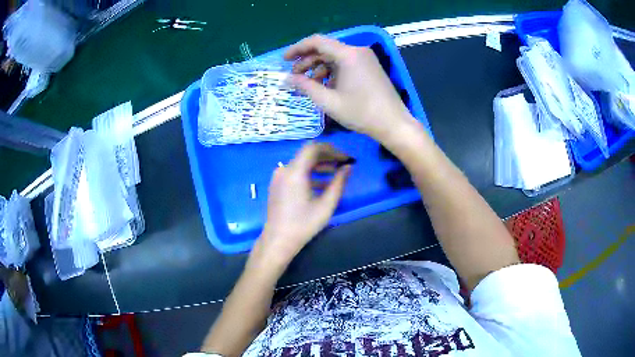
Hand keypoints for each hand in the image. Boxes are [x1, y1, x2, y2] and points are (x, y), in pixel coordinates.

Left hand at [255, 143, 351, 267]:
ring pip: (302, 163)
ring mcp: (279, 176)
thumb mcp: (326, 205)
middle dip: (327, 157)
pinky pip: (295, 172)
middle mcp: (284, 169)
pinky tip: (322, 184)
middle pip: (307, 154)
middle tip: (343, 163)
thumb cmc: (304, 224)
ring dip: (319, 165)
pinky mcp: (277, 184)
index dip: (332, 150)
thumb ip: (339, 183)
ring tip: (336, 173)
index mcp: (295, 172)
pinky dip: (309, 174)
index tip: (345, 158)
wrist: (278, 240)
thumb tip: (348, 167)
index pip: (313, 148)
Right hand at [284, 34, 415, 142]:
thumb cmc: (361, 112)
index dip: (297, 49)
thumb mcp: (328, 101)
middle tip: (294, 77)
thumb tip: (287, 79)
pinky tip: (325, 86)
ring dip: (318, 68)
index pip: (316, 42)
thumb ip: (305, 87)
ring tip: (308, 85)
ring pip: (334, 57)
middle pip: (325, 49)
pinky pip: (345, 64)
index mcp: (348, 54)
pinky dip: (332, 72)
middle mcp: (357, 51)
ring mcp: (365, 58)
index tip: (284, 60)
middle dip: (307, 61)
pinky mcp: (369, 67)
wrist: (393, 123)